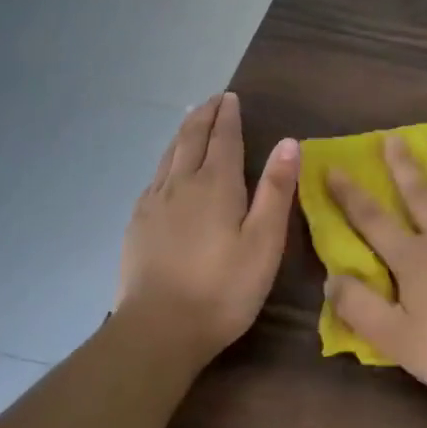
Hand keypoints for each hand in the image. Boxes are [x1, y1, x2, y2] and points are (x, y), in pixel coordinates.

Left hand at [119, 93, 299, 363]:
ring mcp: (154, 203)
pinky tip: (167, 169)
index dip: (228, 116)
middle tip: (213, 100)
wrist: (158, 329)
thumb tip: (289, 141)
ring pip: (169, 155)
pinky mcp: (138, 224)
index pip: (223, 138)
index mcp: (216, 184)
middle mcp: (181, 184)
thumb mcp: (264, 241)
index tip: (231, 97)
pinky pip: (154, 177)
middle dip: (204, 116)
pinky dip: (166, 160)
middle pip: (191, 139)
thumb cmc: (223, 288)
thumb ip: (276, 190)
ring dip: (183, 132)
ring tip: (191, 120)